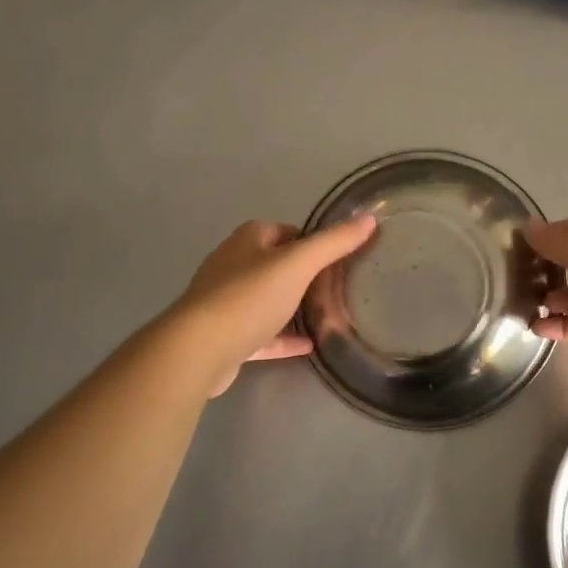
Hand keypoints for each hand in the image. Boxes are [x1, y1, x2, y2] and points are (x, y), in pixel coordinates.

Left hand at [171, 216, 377, 395]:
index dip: (310, 240)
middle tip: (337, 287)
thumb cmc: (249, 297)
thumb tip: (368, 218)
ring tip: (326, 314)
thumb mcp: (299, 264)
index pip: (284, 230)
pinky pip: (262, 333)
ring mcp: (226, 302)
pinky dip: (283, 337)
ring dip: (292, 306)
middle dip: (303, 274)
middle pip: (274, 264)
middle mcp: (233, 266)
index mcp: (247, 241)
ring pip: (266, 299)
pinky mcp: (226, 336)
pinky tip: (309, 345)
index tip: (337, 257)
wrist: (199, 349)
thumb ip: (334, 243)